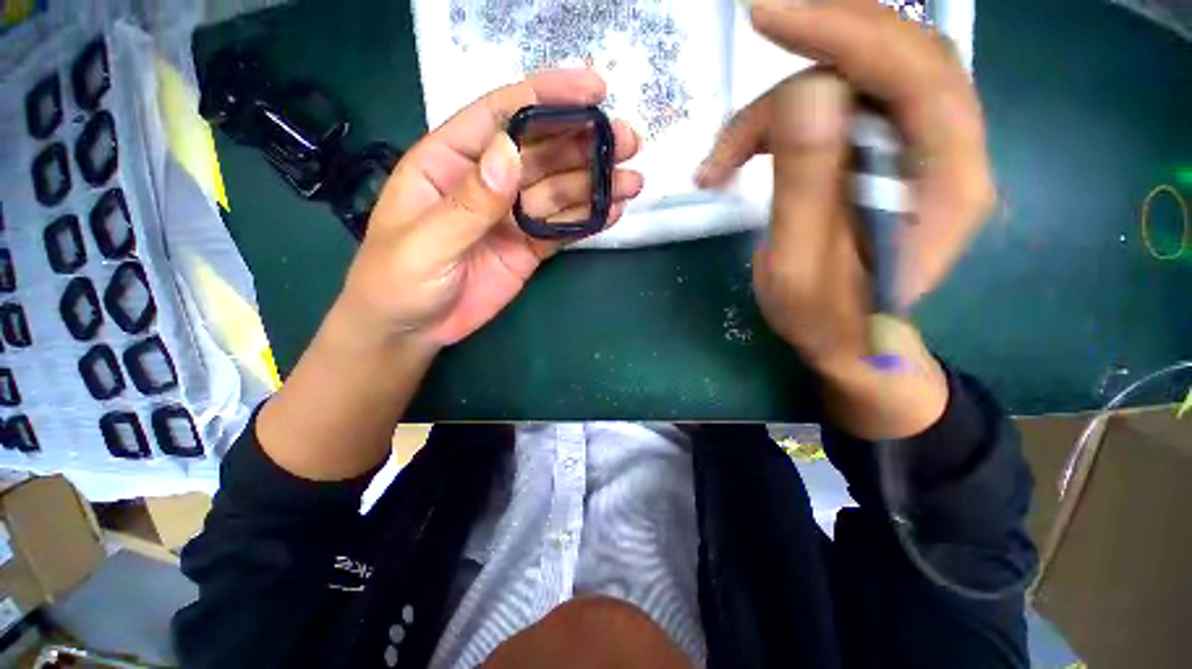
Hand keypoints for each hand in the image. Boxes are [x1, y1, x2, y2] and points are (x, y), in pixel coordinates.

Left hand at [340, 69, 642, 346]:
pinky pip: (563, 228)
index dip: (547, 97)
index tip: (594, 89)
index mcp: (451, 162)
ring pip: (560, 191)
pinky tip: (612, 212)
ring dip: (596, 183)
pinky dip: (588, 219)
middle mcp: (488, 182)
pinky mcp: (529, 246)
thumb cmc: (398, 281)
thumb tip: (510, 152)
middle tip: (628, 142)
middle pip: (543, 152)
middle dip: (586, 143)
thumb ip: (469, 202)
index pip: (502, 115)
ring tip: (632, 180)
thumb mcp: (426, 242)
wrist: (413, 329)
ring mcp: (513, 216)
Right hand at [698, 0, 994, 437]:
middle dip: (813, 48)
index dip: (843, 30)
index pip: (914, 70)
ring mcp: (915, 150)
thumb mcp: (799, 268)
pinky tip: (742, 156)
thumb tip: (805, 96)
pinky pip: (837, 109)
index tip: (767, 17)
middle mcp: (947, 150)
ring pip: (854, 82)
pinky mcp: (881, 156)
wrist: (848, 341)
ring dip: (779, 108)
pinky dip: (783, 122)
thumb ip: (806, 188)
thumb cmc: (825, 319)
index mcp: (947, 183)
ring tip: (723, 161)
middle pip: (890, 58)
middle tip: (749, 55)